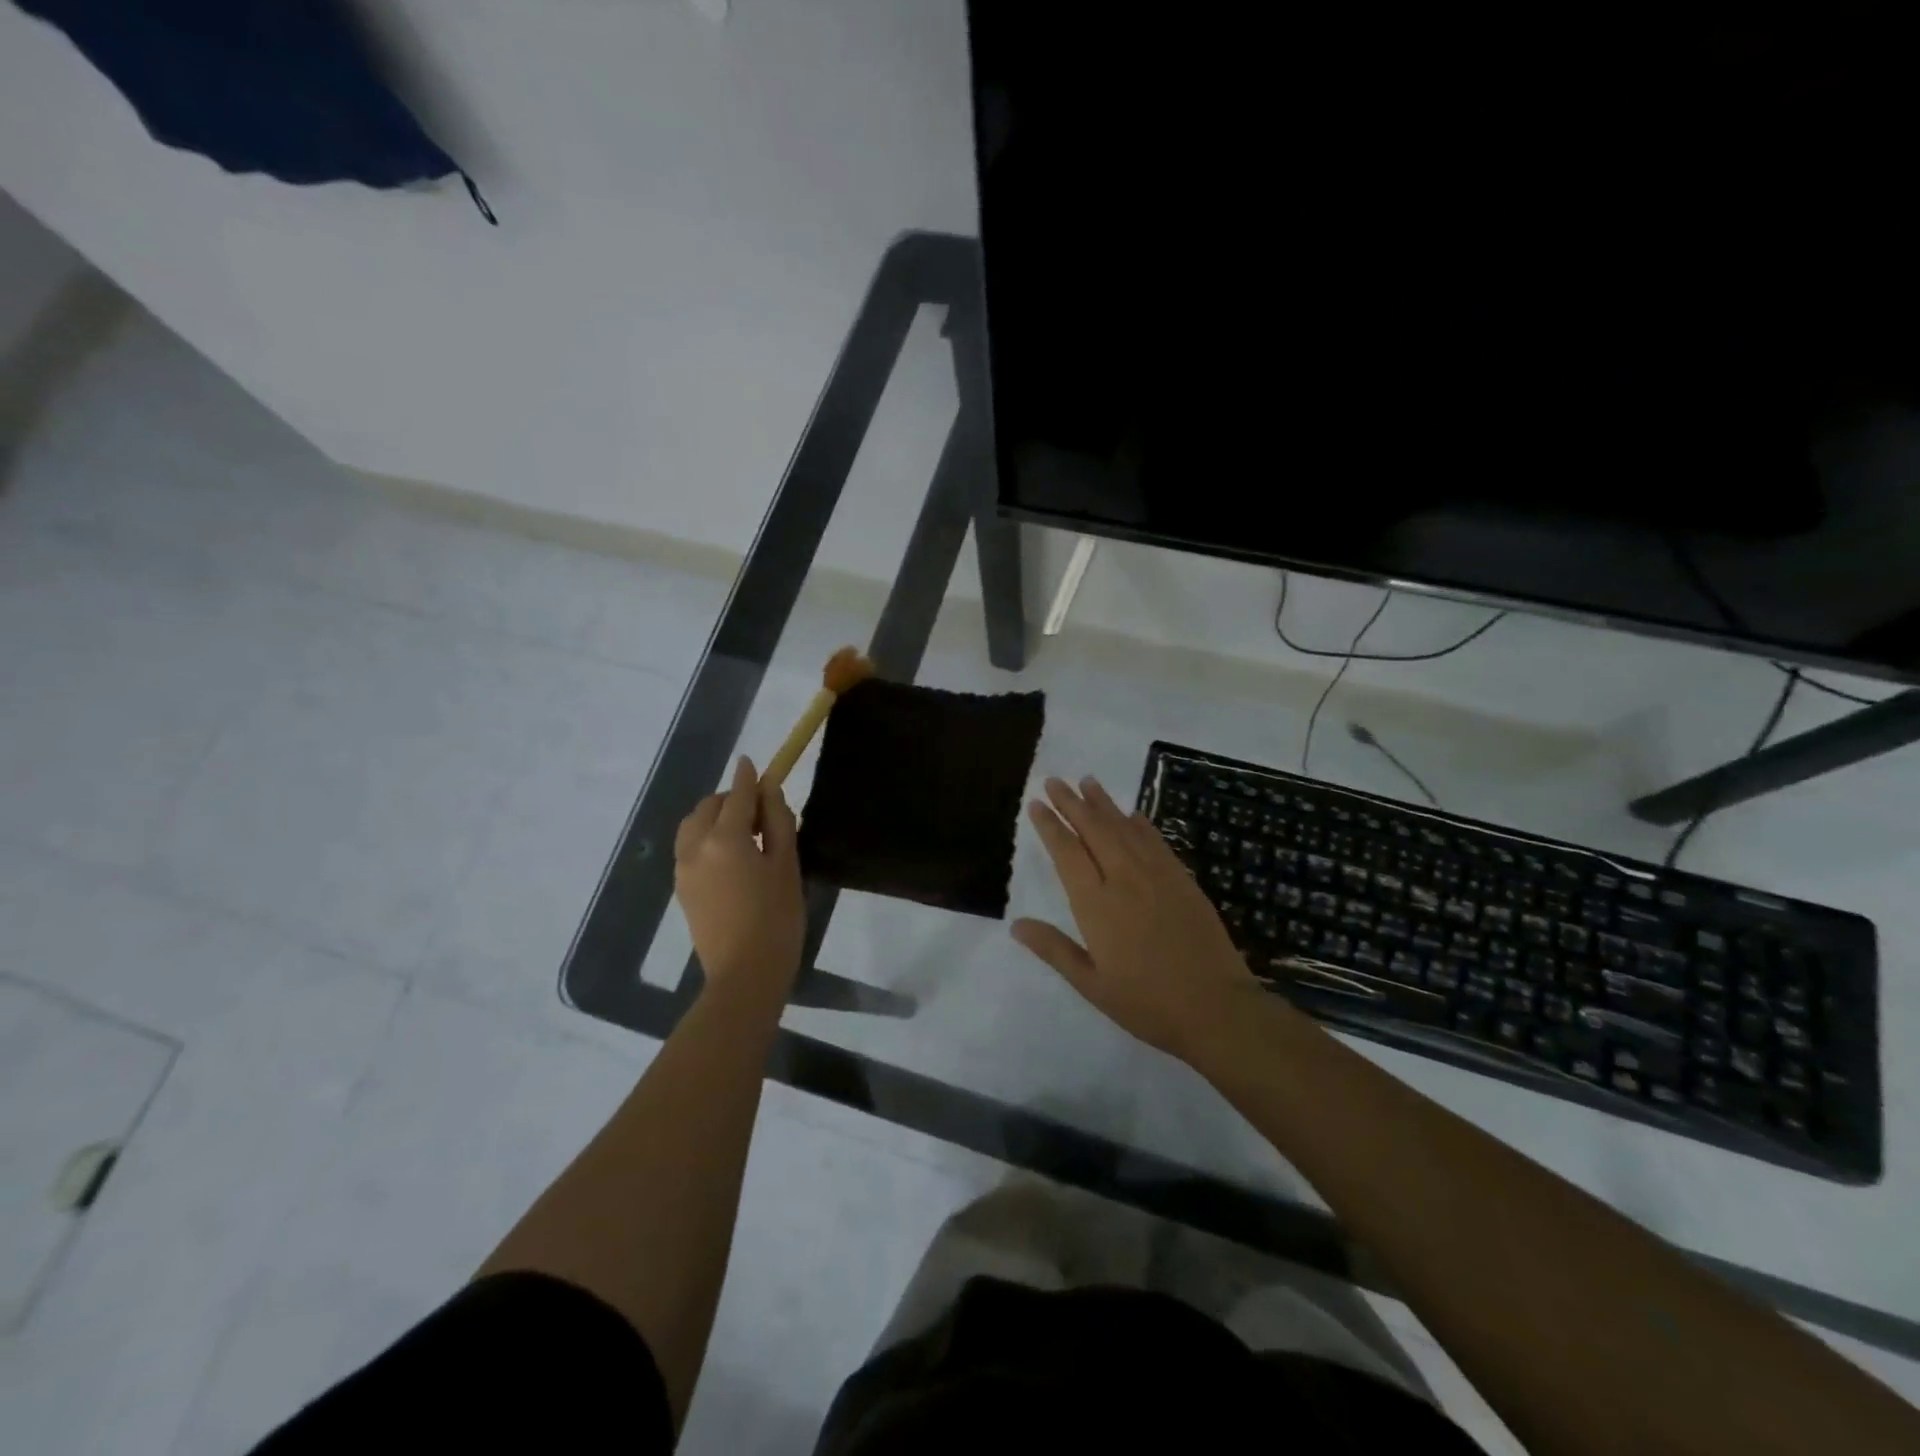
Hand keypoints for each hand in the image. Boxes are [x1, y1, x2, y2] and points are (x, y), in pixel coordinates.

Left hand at [674, 756, 804, 999]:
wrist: (745, 974)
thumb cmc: (777, 918)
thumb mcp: (787, 865)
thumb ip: (778, 822)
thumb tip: (769, 791)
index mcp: (724, 838)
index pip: (737, 795)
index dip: (747, 777)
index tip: (752, 762)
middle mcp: (695, 847)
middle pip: (709, 807)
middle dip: (730, 799)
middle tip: (759, 811)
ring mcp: (683, 869)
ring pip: (693, 827)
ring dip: (714, 818)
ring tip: (743, 833)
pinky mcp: (682, 889)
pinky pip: (690, 849)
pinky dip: (706, 839)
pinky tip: (730, 856)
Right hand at [1012, 775, 1260, 1058]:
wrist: (1216, 1008)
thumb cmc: (1147, 1003)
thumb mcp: (1091, 984)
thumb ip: (1054, 949)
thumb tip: (1016, 924)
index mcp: (1096, 904)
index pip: (1067, 852)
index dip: (1050, 825)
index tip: (1036, 803)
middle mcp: (1124, 878)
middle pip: (1093, 829)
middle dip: (1071, 802)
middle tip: (1054, 781)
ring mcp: (1157, 875)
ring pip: (1124, 827)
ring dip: (1103, 803)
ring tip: (1087, 781)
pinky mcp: (1182, 879)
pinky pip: (1156, 841)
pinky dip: (1139, 823)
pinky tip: (1131, 814)